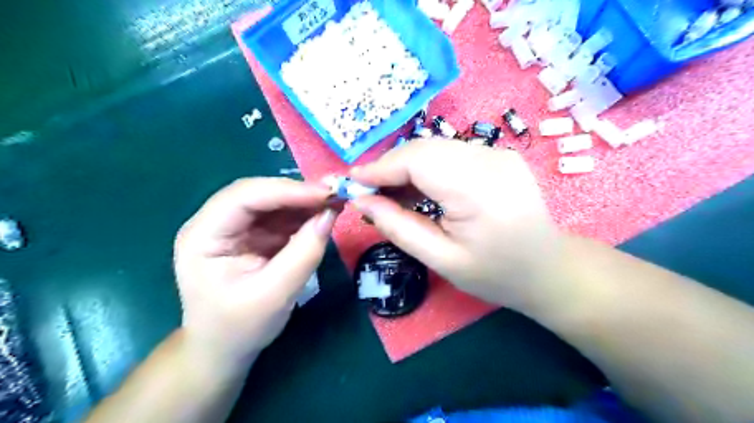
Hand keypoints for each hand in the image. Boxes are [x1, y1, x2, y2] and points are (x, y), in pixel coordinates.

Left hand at [175, 176, 334, 365]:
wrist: (225, 348)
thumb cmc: (240, 327)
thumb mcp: (274, 295)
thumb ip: (304, 254)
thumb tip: (330, 214)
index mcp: (203, 236)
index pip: (244, 198)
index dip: (287, 190)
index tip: (327, 193)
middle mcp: (215, 223)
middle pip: (259, 193)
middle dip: (298, 192)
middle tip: (336, 194)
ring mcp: (234, 227)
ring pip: (272, 201)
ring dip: (304, 200)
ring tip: (335, 202)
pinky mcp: (253, 234)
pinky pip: (281, 215)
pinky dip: (303, 213)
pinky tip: (323, 214)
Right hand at [350, 141, 561, 312]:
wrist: (547, 269)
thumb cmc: (495, 274)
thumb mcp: (441, 259)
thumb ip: (398, 227)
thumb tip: (361, 200)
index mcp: (479, 190)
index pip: (418, 160)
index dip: (380, 168)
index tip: (352, 182)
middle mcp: (491, 160)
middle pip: (425, 148)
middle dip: (390, 167)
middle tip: (369, 192)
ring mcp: (499, 153)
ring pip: (436, 148)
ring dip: (407, 167)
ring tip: (391, 195)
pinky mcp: (499, 154)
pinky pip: (451, 153)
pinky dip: (428, 167)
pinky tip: (419, 189)